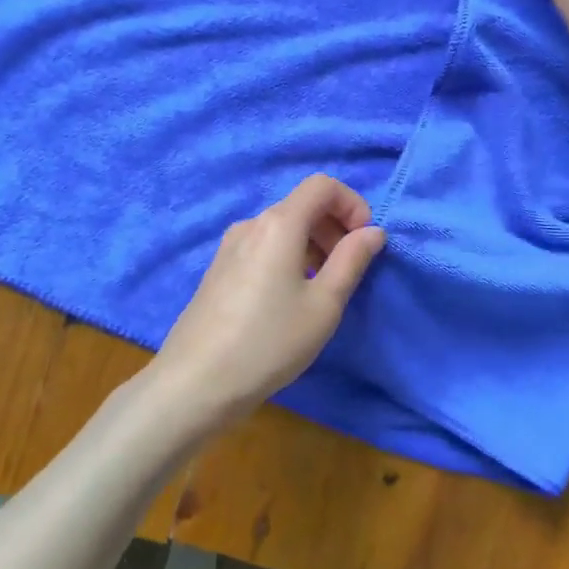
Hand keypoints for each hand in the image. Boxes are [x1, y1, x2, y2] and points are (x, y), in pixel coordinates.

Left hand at [150, 174, 385, 431]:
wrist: (195, 383)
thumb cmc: (269, 341)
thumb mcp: (324, 304)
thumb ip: (352, 260)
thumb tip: (372, 231)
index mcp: (279, 224)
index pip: (322, 185)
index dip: (352, 204)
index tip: (366, 241)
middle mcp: (252, 224)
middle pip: (302, 205)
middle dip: (335, 227)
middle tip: (349, 269)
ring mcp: (230, 246)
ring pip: (283, 228)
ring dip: (313, 244)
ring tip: (323, 289)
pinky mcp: (219, 268)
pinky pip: (264, 246)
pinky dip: (289, 257)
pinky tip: (290, 299)